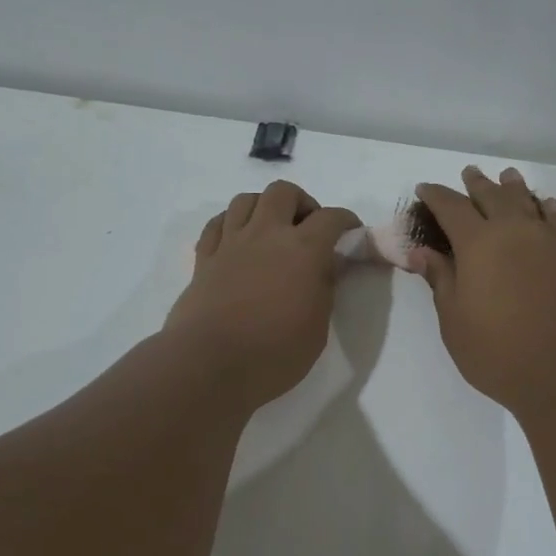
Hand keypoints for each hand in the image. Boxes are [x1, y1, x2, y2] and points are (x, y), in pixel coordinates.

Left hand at [165, 180, 360, 407]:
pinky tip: (238, 240)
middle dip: (301, 203)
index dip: (346, 220)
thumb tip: (325, 266)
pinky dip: (232, 223)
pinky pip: (217, 223)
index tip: (351, 232)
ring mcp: (231, 243)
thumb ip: (324, 289)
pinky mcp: (204, 258)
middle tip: (307, 229)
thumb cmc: (274, 353)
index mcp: (303, 250)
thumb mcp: (317, 327)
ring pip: (246, 199)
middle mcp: (266, 234)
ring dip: (264, 207)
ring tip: (271, 231)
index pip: (331, 217)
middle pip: (283, 192)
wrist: (210, 364)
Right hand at [409, 166, 555, 415]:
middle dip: (477, 184)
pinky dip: (546, 209)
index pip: (451, 208)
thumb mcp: (455, 321)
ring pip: (530, 202)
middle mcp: (516, 231)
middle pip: (493, 196)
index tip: (424, 189)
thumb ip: (441, 280)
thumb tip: (420, 251)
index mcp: (478, 244)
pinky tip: (546, 207)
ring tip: (507, 177)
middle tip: (469, 173)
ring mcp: (552, 241)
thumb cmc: (500, 352)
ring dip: (514, 188)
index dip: (436, 196)